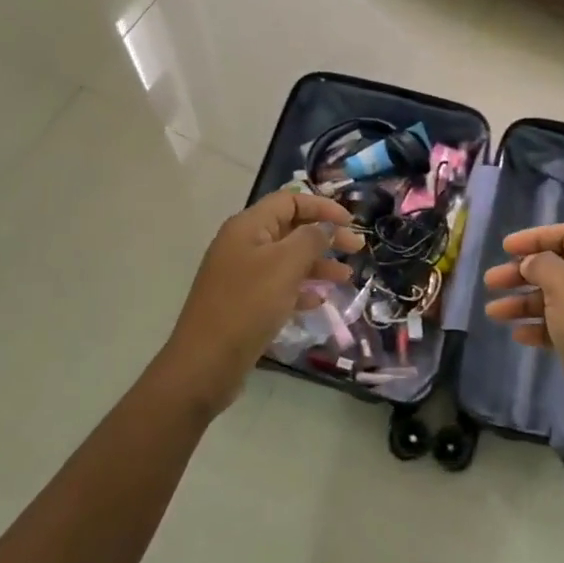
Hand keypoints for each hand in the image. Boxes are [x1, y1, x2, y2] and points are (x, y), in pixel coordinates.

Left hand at [162, 191, 362, 416]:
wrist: (206, 362)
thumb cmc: (248, 305)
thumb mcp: (285, 265)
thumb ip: (311, 239)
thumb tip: (326, 226)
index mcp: (248, 226)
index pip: (289, 200)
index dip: (322, 207)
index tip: (351, 222)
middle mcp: (243, 245)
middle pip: (290, 229)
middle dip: (325, 236)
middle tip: (357, 250)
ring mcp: (241, 275)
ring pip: (287, 260)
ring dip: (317, 265)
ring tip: (345, 279)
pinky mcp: (244, 303)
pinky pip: (278, 287)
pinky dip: (300, 290)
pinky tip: (318, 302)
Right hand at [482, 222, 563, 440]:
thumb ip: (542, 264)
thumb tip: (533, 263)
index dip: (535, 237)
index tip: (504, 248)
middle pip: (560, 266)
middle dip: (522, 273)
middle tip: (491, 281)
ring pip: (557, 298)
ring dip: (523, 302)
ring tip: (493, 312)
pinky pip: (562, 325)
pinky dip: (539, 327)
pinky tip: (518, 336)